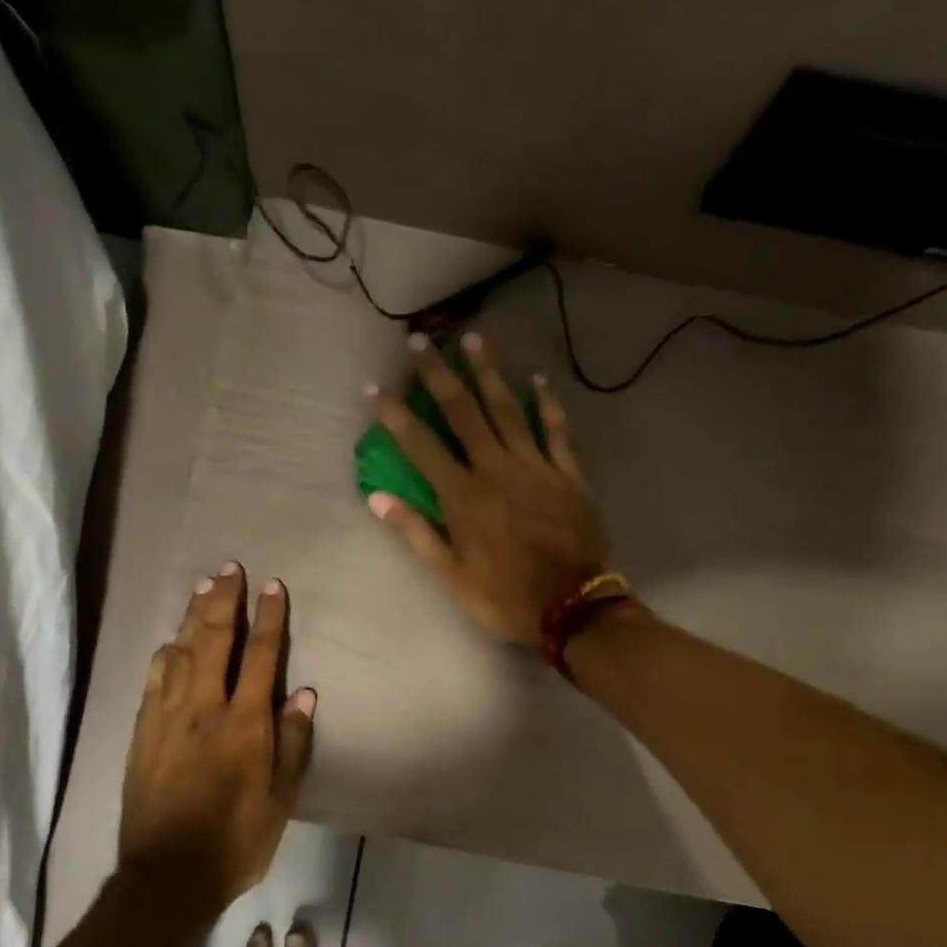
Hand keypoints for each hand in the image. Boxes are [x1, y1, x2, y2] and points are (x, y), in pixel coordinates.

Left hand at [119, 563, 316, 912]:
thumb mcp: (280, 799)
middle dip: (224, 601)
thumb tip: (301, 693)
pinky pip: (153, 680)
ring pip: (180, 652)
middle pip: (214, 641)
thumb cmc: (236, 841)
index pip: (261, 657)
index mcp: (244, 725)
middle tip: (229, 569)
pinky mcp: (142, 732)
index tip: (272, 587)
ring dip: (192, 617)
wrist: (167, 875)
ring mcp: (167, 718)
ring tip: (202, 588)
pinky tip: (169, 641)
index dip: (268, 618)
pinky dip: (164, 654)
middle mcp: (204, 709)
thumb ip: (291, 743)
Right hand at [366, 332, 609, 643]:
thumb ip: (416, 533)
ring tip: (474, 338)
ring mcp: (535, 467)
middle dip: (439, 375)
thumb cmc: (504, 597)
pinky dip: (547, 403)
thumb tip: (377, 499)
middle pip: (464, 412)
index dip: (394, 415)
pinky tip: (537, 377)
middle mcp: (496, 469)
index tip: (373, 387)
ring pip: (508, 410)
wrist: (572, 608)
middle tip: (421, 341)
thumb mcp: (450, 576)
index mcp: (463, 496)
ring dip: (488, 373)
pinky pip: (556, 430)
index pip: (421, 446)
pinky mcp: (567, 474)